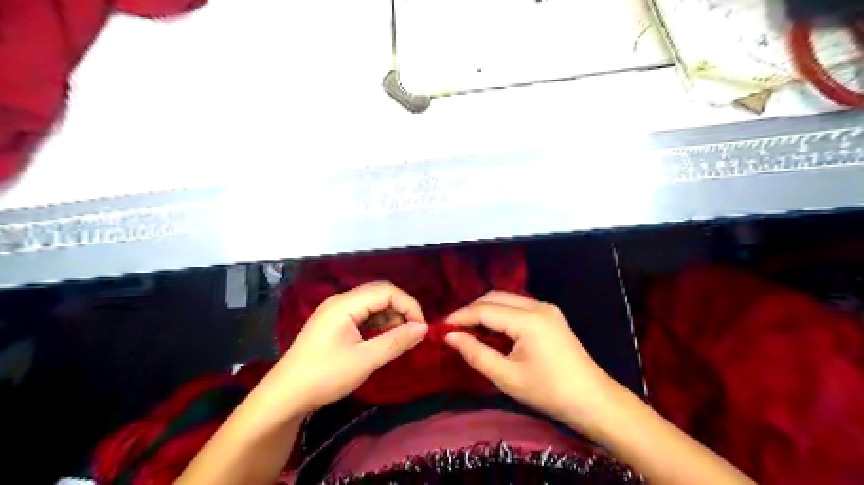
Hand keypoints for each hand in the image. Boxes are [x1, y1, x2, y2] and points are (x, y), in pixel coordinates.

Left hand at [263, 283, 424, 413]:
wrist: (285, 396)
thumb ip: (396, 341)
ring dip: (390, 317)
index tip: (421, 329)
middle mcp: (340, 301)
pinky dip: (377, 324)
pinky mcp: (334, 323)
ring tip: (401, 338)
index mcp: (345, 304)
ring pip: (372, 304)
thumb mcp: (364, 360)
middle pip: (379, 294)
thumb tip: (424, 329)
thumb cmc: (324, 376)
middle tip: (414, 333)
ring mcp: (335, 311)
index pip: (386, 291)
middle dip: (401, 310)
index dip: (408, 305)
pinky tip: (383, 339)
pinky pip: (362, 315)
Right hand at [445, 292, 612, 432]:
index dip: (460, 316)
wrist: (594, 401)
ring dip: (485, 311)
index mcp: (528, 320)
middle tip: (453, 328)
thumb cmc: (549, 392)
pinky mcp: (550, 316)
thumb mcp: (507, 377)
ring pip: (507, 299)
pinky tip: (492, 330)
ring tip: (468, 329)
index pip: (485, 310)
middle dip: (471, 310)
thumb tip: (450, 336)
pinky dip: (501, 315)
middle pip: (495, 297)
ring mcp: (546, 309)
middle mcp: (538, 306)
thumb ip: (475, 353)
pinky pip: (518, 307)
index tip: (440, 328)